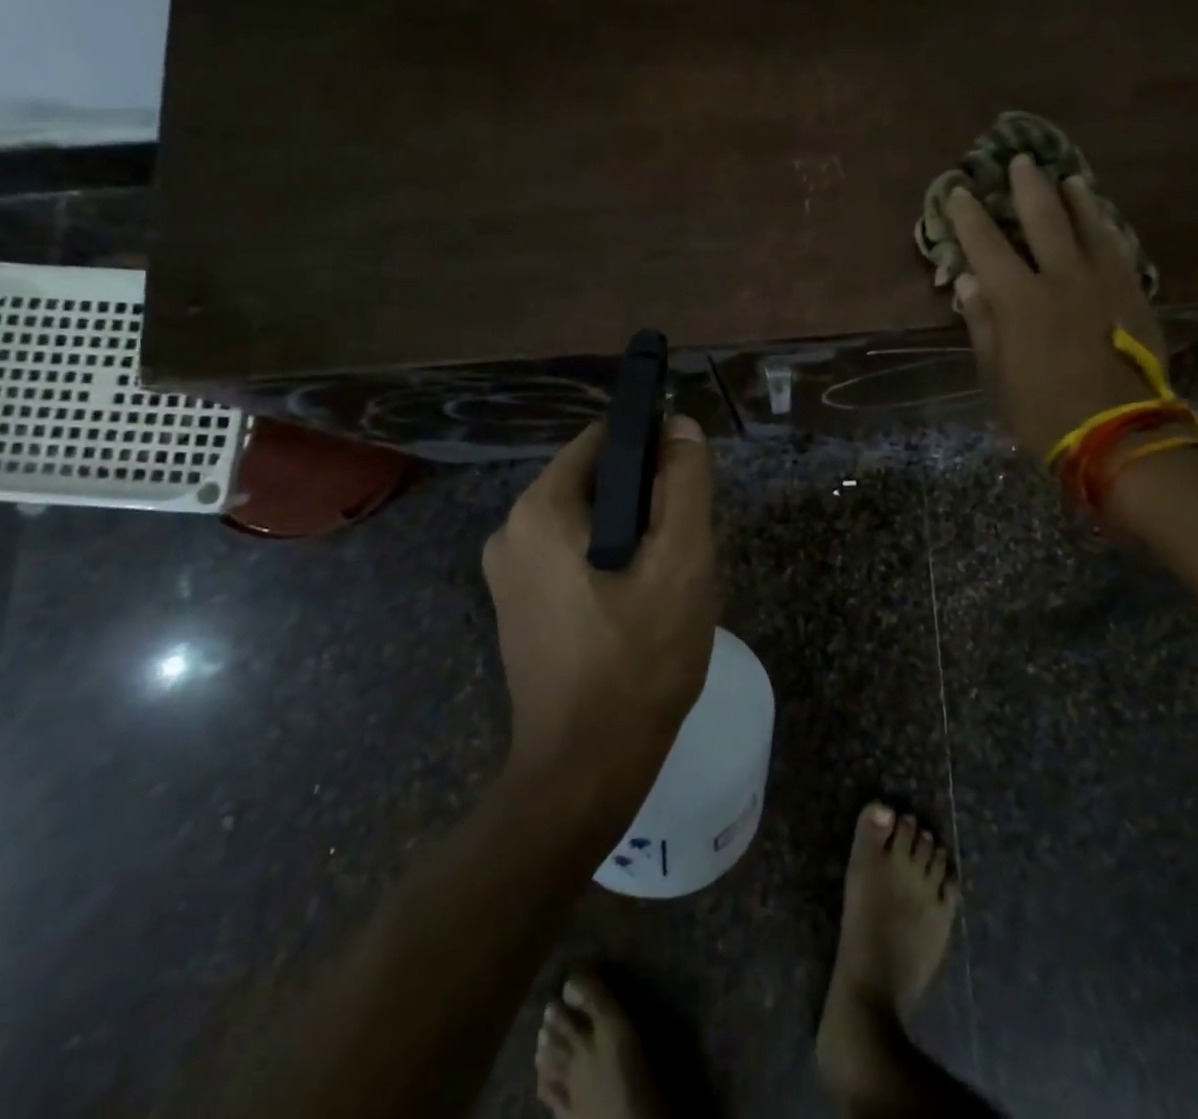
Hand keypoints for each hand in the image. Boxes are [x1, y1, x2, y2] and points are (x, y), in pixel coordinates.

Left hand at [481, 416, 717, 782]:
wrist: (584, 773)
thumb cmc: (638, 659)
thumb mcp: (681, 562)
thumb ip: (685, 484)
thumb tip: (679, 425)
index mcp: (540, 508)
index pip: (605, 441)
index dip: (655, 450)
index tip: (689, 489)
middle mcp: (511, 530)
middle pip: (597, 483)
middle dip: (648, 503)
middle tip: (686, 549)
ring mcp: (508, 574)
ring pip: (589, 524)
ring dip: (634, 537)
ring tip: (669, 583)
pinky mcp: (519, 608)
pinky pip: (572, 559)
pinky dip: (609, 565)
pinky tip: (639, 608)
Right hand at [946, 155, 1167, 459]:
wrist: (1116, 431)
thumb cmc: (1041, 409)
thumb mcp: (995, 373)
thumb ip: (982, 323)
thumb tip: (967, 282)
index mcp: (1019, 299)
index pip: (987, 246)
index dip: (969, 217)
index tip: (957, 191)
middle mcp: (1062, 278)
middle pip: (1044, 219)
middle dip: (1028, 187)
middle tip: (1020, 161)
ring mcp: (1103, 282)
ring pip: (1089, 225)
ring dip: (1076, 199)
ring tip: (1068, 178)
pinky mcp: (1133, 295)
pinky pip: (1119, 249)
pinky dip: (1108, 229)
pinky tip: (1105, 220)